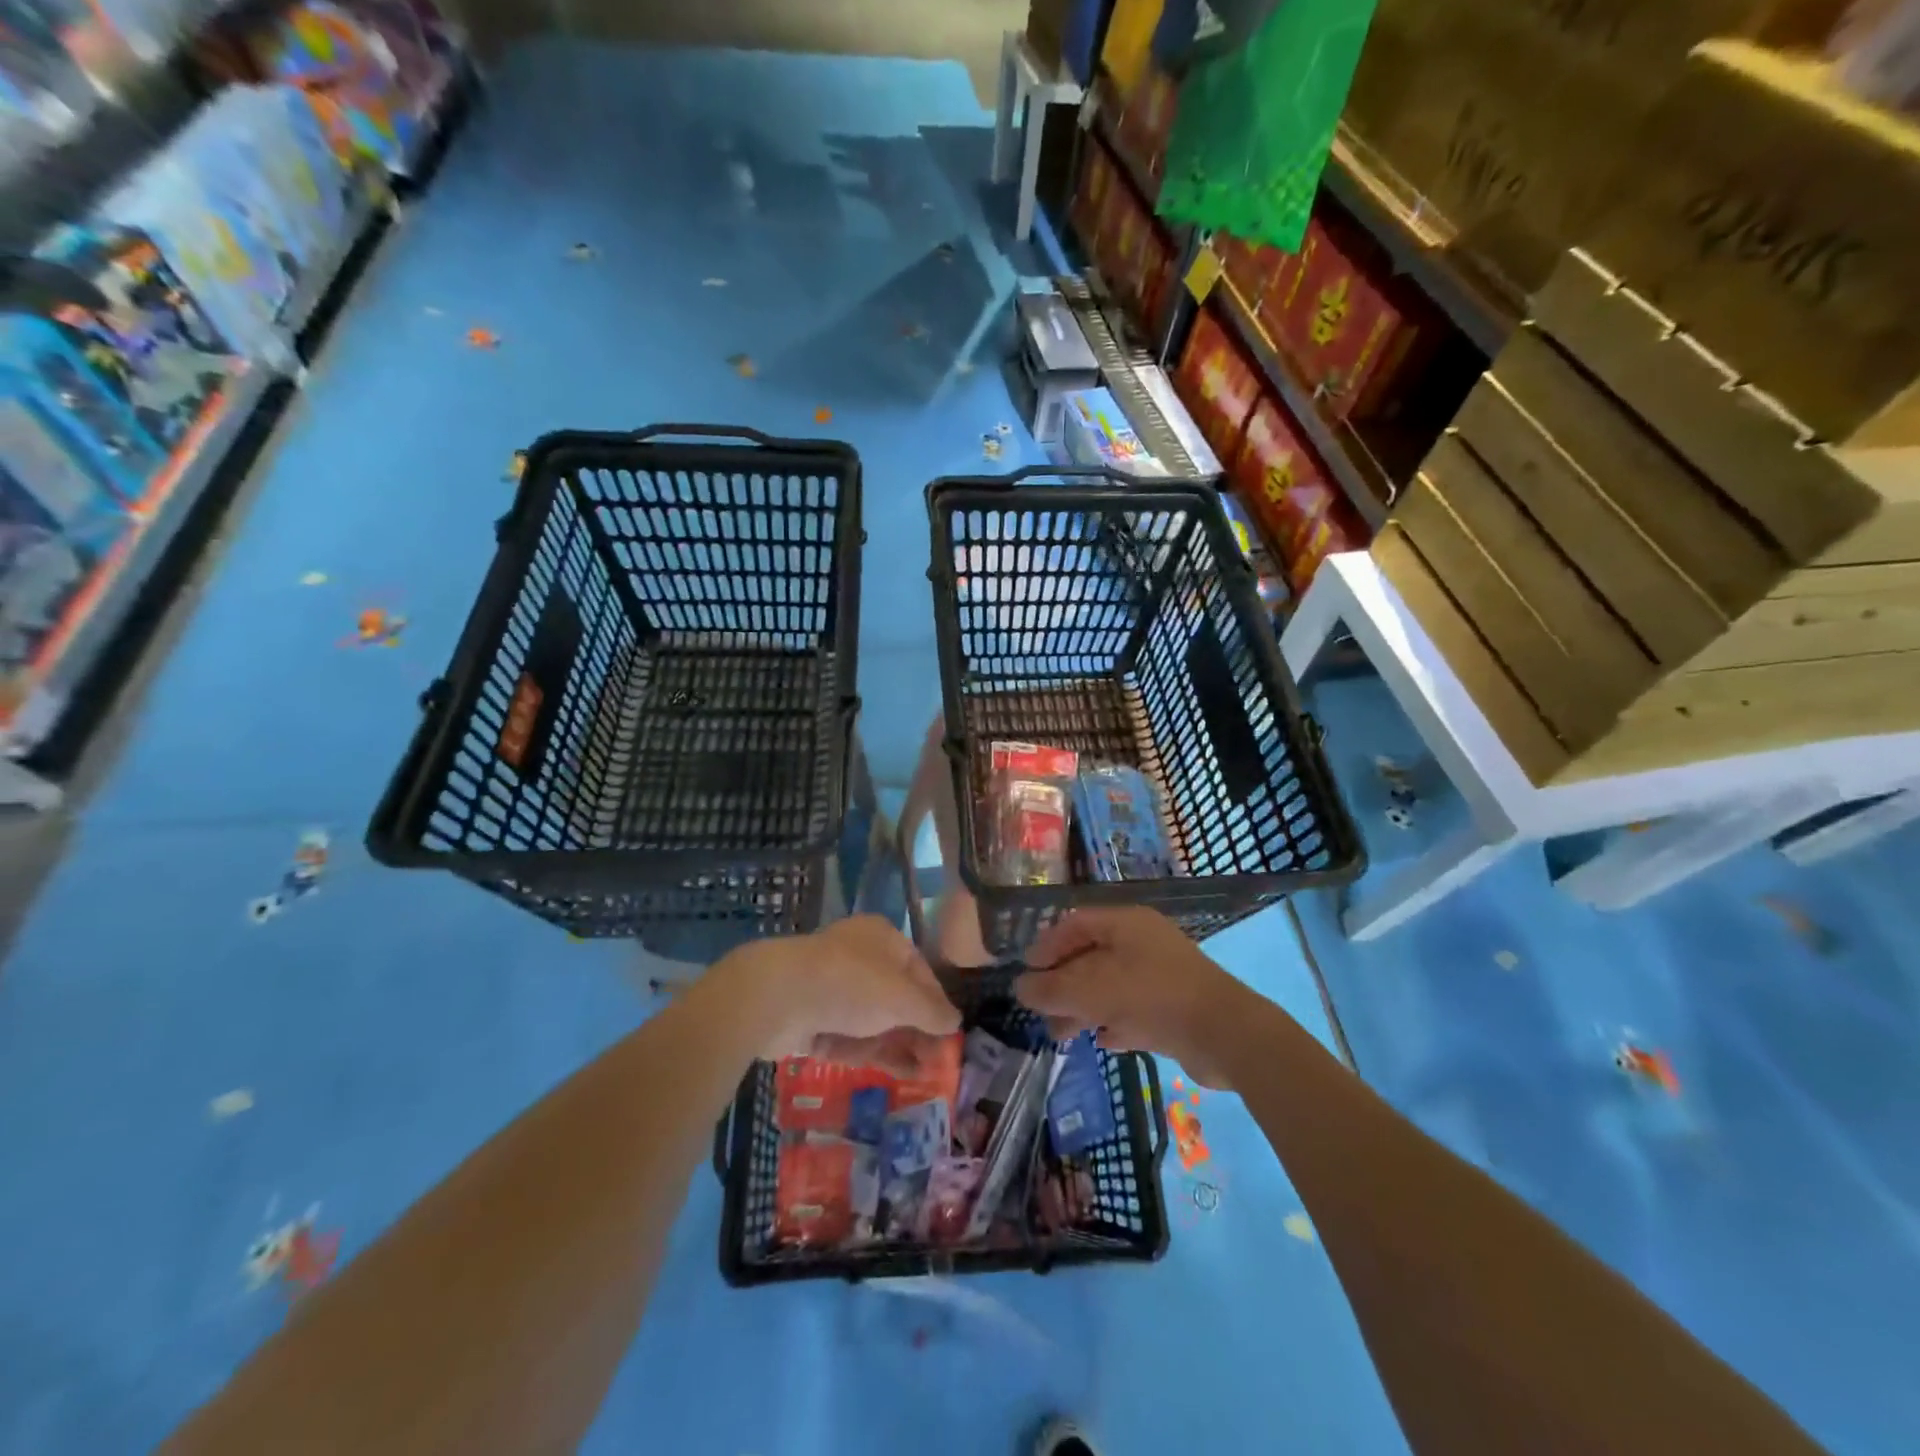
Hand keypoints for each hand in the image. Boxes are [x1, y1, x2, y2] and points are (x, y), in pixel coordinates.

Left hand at [723, 916, 961, 1073]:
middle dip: (919, 1030)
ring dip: (900, 1046)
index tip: (950, 1033)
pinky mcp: (812, 1018)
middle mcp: (858, 958)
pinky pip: (849, 1036)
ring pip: (873, 1020)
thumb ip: (932, 1012)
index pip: (919, 969)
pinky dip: (871, 1053)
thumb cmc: (851, 983)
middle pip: (896, 997)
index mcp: (882, 938)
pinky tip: (896, 1075)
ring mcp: (833, 988)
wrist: (778, 997)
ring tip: (925, 1077)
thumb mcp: (902, 998)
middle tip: (939, 1063)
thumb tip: (955, 1022)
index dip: (936, 1002)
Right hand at [1015, 907, 1265, 1089]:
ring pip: (1112, 985)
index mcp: (1126, 923)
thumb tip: (1020, 988)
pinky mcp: (1176, 1007)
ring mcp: (1162, 975)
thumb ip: (1051, 990)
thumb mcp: (1091, 991)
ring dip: (1084, 1007)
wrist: (1225, 1035)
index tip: (1027, 971)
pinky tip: (1102, 1040)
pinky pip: (1135, 1009)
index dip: (1048, 945)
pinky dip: (1114, 1022)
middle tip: (1040, 1008)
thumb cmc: (1152, 997)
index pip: (1076, 923)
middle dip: (1063, 983)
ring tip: (1061, 1034)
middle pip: (1092, 956)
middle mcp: (1144, 942)